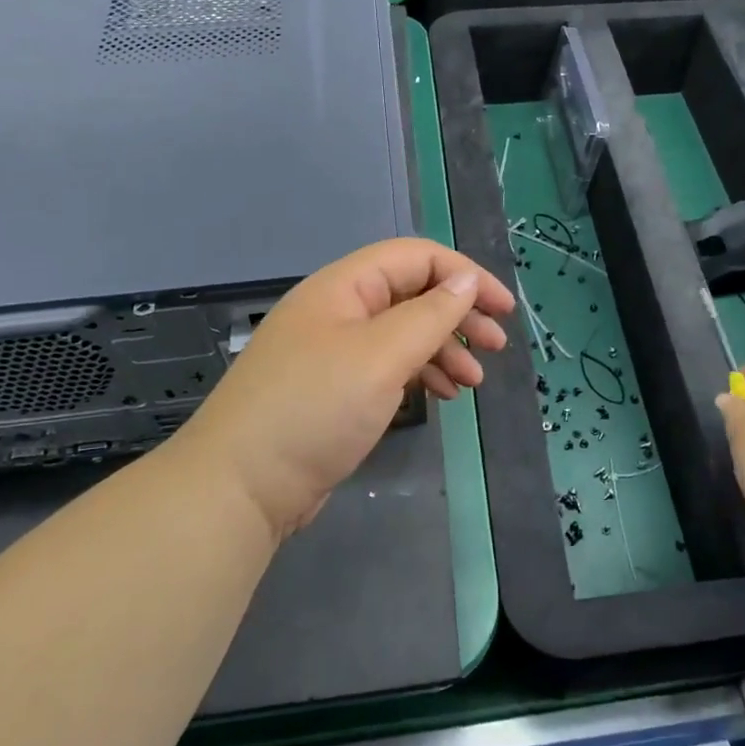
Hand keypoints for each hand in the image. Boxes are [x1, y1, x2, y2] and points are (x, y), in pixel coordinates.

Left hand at [183, 238, 514, 537]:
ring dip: (444, 349)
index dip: (465, 275)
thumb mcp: (381, 355)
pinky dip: (420, 374)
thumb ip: (430, 313)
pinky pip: (388, 366)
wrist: (241, 487)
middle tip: (497, 345)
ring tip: (474, 382)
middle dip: (458, 314)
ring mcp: (334, 351)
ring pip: (403, 333)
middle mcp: (339, 310)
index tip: (503, 309)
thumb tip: (465, 279)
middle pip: (412, 294)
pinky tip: (443, 395)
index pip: (416, 258)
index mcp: (344, 286)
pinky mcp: (335, 389)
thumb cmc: (315, 408)